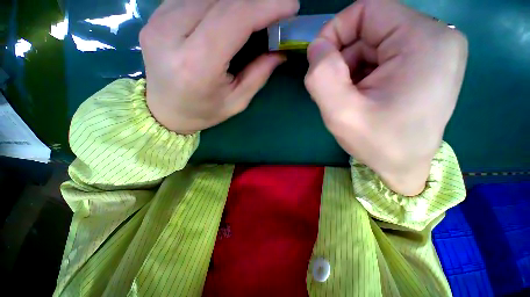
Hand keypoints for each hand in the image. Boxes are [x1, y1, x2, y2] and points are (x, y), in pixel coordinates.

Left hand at [140, 0, 299, 133]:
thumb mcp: (236, 101)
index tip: (290, 6)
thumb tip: (280, 52)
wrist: (165, 110)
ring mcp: (158, 20)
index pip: (234, 18)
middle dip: (255, 1)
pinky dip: (218, 1)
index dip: (266, 7)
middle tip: (275, 9)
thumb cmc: (203, 111)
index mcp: (197, 64)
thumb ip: (258, 75)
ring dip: (237, 1)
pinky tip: (228, 13)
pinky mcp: (155, 15)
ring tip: (254, 14)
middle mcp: (172, 35)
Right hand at [305, 0, 467, 195]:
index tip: (319, 63)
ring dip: (351, 70)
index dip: (335, 32)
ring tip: (349, 98)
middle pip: (370, 29)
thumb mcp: (342, 114)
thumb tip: (316, 47)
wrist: (405, 165)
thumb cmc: (378, 144)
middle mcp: (436, 36)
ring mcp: (433, 50)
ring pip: (373, 44)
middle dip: (343, 59)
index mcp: (424, 40)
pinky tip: (361, 97)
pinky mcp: (426, 63)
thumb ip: (322, 77)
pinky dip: (363, 74)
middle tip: (336, 92)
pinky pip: (382, 56)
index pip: (367, 10)